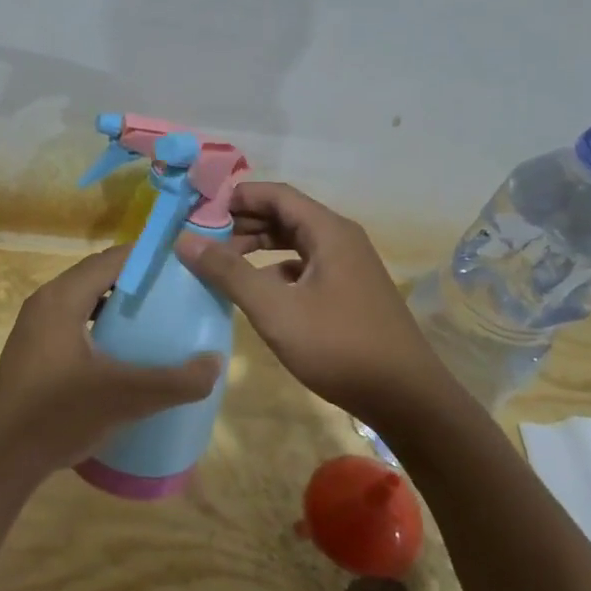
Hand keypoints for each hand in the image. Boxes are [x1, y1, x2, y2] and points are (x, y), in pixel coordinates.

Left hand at [0, 245, 222, 497]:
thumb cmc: (56, 415)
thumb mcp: (124, 397)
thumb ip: (174, 381)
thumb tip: (216, 363)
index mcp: (62, 298)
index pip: (112, 259)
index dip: (149, 257)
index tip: (185, 265)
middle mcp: (46, 303)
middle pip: (99, 277)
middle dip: (138, 281)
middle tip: (178, 294)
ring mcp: (35, 329)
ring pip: (86, 302)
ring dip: (119, 306)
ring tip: (157, 321)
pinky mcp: (34, 353)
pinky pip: (75, 324)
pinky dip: (102, 328)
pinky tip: (124, 355)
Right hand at [176, 182, 453, 425]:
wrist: (405, 397)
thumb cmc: (338, 346)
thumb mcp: (275, 309)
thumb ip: (229, 272)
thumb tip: (185, 239)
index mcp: (328, 231)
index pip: (276, 194)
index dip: (236, 196)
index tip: (198, 210)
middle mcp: (340, 239)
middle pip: (285, 214)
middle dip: (243, 221)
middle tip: (202, 236)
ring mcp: (348, 266)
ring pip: (295, 242)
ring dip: (259, 246)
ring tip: (222, 261)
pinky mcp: (349, 291)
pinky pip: (305, 266)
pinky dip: (277, 269)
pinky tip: (258, 290)